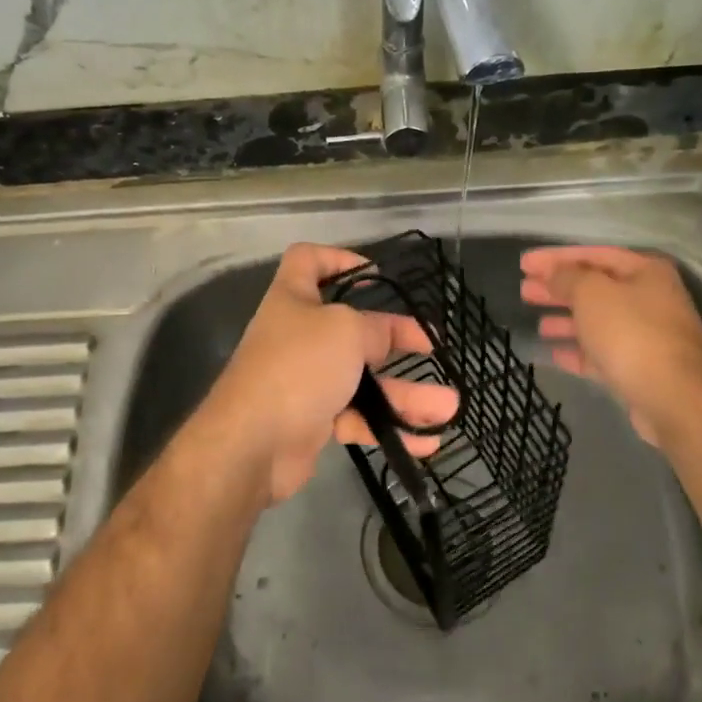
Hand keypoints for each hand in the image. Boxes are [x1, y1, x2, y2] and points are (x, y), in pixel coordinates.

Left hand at [201, 244, 458, 503]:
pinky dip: (388, 427)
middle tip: (430, 346)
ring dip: (404, 394)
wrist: (253, 443)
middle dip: (393, 338)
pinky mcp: (311, 420)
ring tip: (448, 407)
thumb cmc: (299, 367)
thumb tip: (388, 337)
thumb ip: (375, 329)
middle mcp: (297, 336)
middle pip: (350, 327)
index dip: (338, 258)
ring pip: (361, 380)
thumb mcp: (346, 331)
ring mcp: (304, 380)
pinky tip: (426, 440)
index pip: (308, 260)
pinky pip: (357, 417)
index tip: (375, 274)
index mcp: (293, 299)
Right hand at [520, 245, 701, 447]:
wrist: (672, 398)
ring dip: (566, 320)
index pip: (594, 254)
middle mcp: (651, 299)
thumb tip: (554, 274)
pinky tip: (554, 353)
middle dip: (558, 288)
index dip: (556, 257)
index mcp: (646, 271)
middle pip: (595, 288)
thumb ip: (568, 278)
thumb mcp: (592, 294)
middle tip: (524, 290)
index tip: (524, 263)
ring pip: (598, 322)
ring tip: (537, 324)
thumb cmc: (631, 333)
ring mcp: (647, 336)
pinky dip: (578, 351)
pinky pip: (602, 353)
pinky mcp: (640, 368)